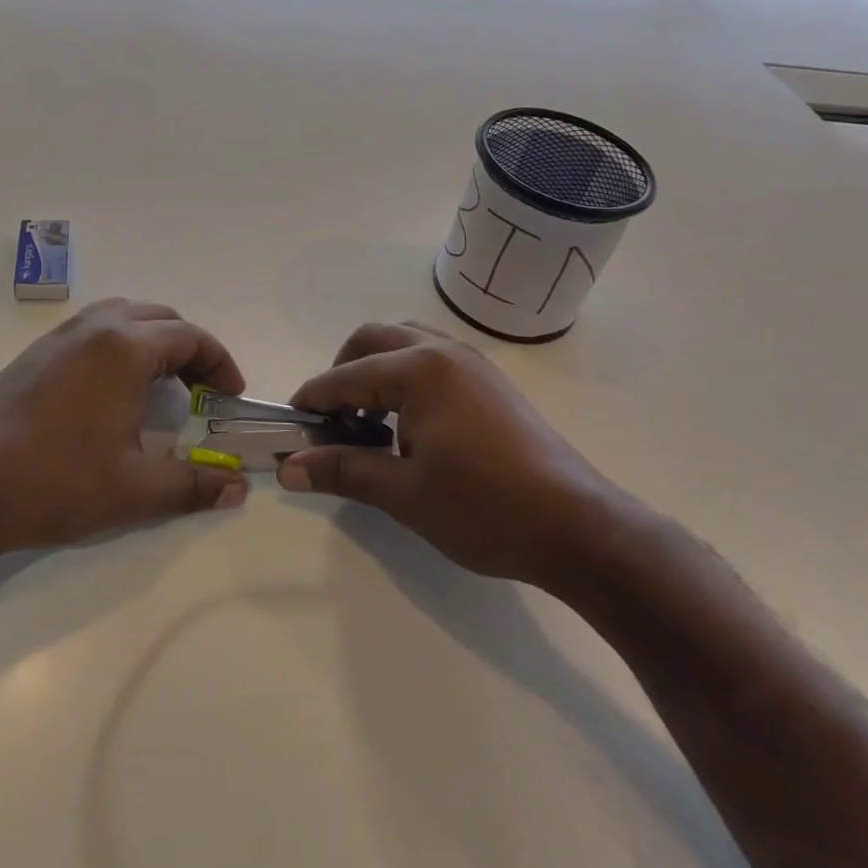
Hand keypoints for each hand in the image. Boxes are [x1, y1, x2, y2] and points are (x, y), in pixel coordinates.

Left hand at [0, 298, 248, 563]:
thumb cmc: (55, 482)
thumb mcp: (135, 491)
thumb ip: (194, 485)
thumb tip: (237, 486)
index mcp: (125, 347)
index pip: (190, 337)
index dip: (219, 364)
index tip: (230, 397)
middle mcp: (94, 328)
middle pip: (159, 319)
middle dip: (189, 349)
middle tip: (201, 391)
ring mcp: (59, 337)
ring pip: (122, 317)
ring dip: (152, 342)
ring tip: (161, 386)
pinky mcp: (34, 354)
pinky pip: (92, 331)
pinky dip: (119, 346)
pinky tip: (111, 392)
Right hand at [277, 322, 633, 589]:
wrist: (579, 528)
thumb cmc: (485, 508)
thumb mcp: (405, 493)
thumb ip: (343, 470)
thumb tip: (288, 468)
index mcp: (419, 369)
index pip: (346, 376)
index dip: (313, 400)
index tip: (291, 425)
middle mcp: (442, 351)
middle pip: (372, 338)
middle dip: (342, 372)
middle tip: (331, 419)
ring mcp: (472, 362)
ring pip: (404, 341)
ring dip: (375, 369)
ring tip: (368, 420)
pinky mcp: (490, 381)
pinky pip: (431, 356)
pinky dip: (405, 375)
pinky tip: (408, 423)